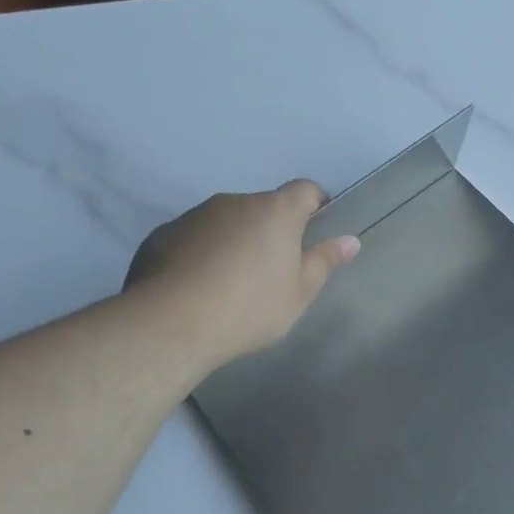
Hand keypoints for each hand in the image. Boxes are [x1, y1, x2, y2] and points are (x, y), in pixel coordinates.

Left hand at [124, 181, 359, 365]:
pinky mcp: (162, 234)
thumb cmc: (249, 308)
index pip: (305, 190)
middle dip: (271, 230)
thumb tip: (350, 240)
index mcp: (275, 212)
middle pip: (263, 208)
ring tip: (230, 284)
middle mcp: (235, 202)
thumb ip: (324, 262)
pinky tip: (197, 288)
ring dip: (234, 241)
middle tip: (272, 271)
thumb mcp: (298, 294)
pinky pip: (193, 238)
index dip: (315, 205)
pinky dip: (201, 254)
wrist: (171, 323)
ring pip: (225, 222)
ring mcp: (195, 215)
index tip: (317, 229)